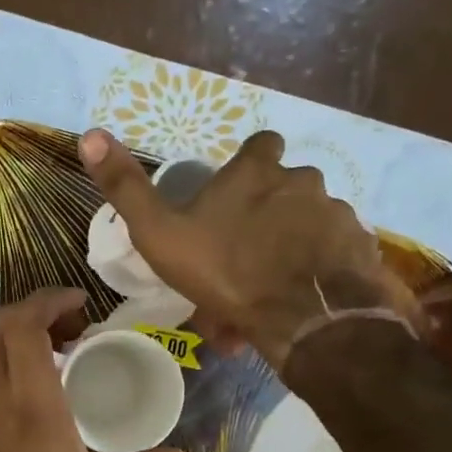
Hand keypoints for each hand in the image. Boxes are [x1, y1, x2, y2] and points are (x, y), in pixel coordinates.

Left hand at [0, 288, 189, 451]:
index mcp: (32, 403)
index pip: (25, 325)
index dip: (50, 300)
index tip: (81, 302)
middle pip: (0, 323)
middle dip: (35, 309)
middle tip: (73, 327)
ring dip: (15, 332)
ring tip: (55, 351)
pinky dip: (2, 356)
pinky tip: (30, 386)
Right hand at [79, 128, 419, 366]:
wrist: (304, 318)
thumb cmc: (225, 269)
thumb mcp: (159, 233)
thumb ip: (126, 188)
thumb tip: (90, 134)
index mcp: (256, 172)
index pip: (259, 145)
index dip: (247, 166)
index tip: (234, 194)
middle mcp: (303, 181)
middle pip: (283, 192)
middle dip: (264, 220)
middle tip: (237, 266)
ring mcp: (337, 215)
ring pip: (304, 232)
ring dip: (284, 257)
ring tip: (260, 301)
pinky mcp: (361, 250)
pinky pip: (330, 260)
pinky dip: (311, 278)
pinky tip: (292, 308)